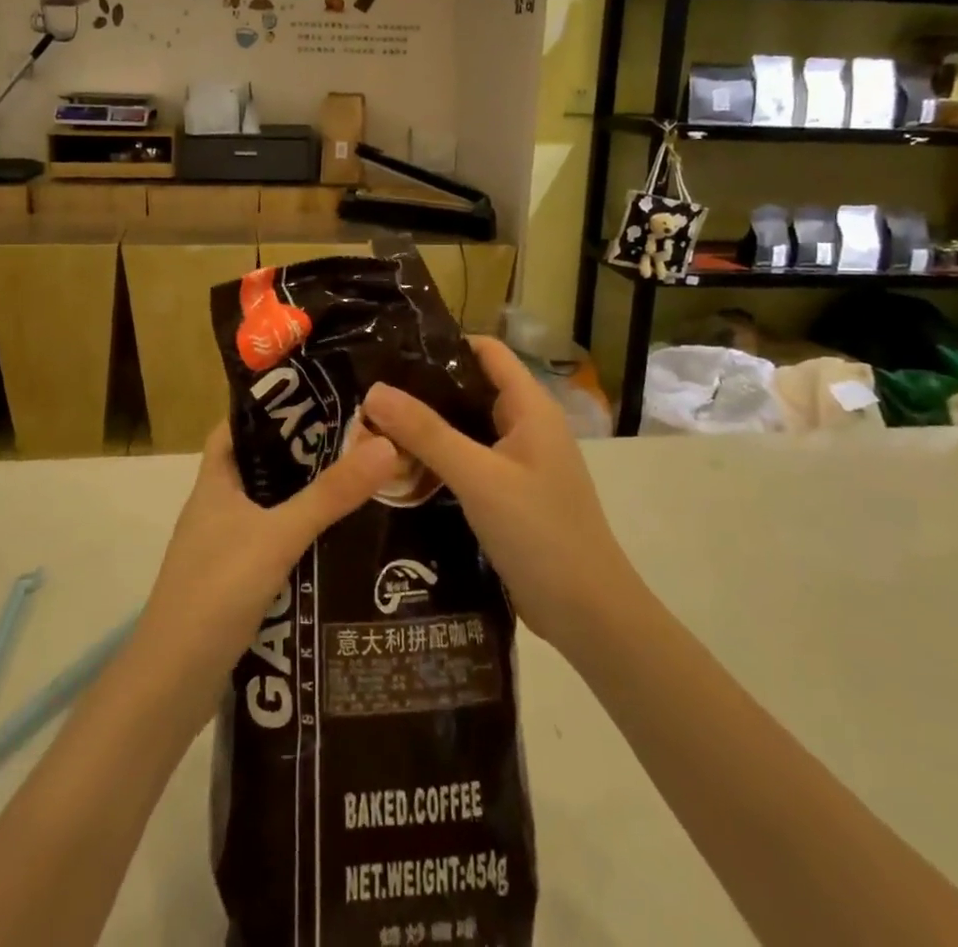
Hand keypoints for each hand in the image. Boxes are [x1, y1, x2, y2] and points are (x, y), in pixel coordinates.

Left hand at [136, 422, 399, 689]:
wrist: (173, 683)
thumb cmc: (217, 590)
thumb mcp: (278, 535)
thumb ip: (330, 494)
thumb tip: (386, 444)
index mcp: (215, 482)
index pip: (239, 426)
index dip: (273, 407)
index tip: (320, 397)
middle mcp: (217, 508)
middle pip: (263, 465)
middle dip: (305, 453)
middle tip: (358, 438)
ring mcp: (226, 546)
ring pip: (272, 507)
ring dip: (308, 497)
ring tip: (361, 481)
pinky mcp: (238, 582)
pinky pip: (276, 544)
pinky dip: (304, 537)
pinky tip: (341, 541)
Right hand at [362, 337, 633, 652]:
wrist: (588, 615)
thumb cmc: (540, 533)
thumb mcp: (479, 477)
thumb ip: (427, 433)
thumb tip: (374, 391)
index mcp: (530, 407)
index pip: (486, 351)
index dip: (444, 343)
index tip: (393, 349)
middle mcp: (526, 427)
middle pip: (470, 390)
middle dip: (424, 390)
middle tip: (370, 394)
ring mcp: (519, 463)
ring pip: (466, 430)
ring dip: (427, 430)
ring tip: (373, 428)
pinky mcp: (509, 495)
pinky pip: (467, 463)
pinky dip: (437, 461)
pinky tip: (399, 471)